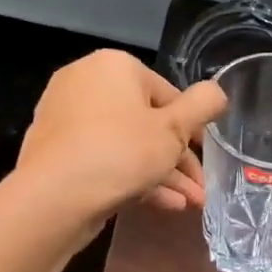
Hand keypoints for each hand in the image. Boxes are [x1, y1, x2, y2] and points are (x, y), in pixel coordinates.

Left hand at [16, 50, 225, 231]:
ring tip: (190, 204)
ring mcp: (67, 118)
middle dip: (179, 159)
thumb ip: (202, 107)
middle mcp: (86, 83)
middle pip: (147, 122)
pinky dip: (133, 178)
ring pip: (128, 145)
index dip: (192, 129)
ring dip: (163, 174)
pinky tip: (163, 205)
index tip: (207, 157)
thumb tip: (217, 92)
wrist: (54, 197)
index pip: (168, 94)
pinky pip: (104, 159)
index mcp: (114, 67)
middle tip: (200, 189)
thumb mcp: (174, 130)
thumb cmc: (121, 152)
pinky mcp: (57, 152)